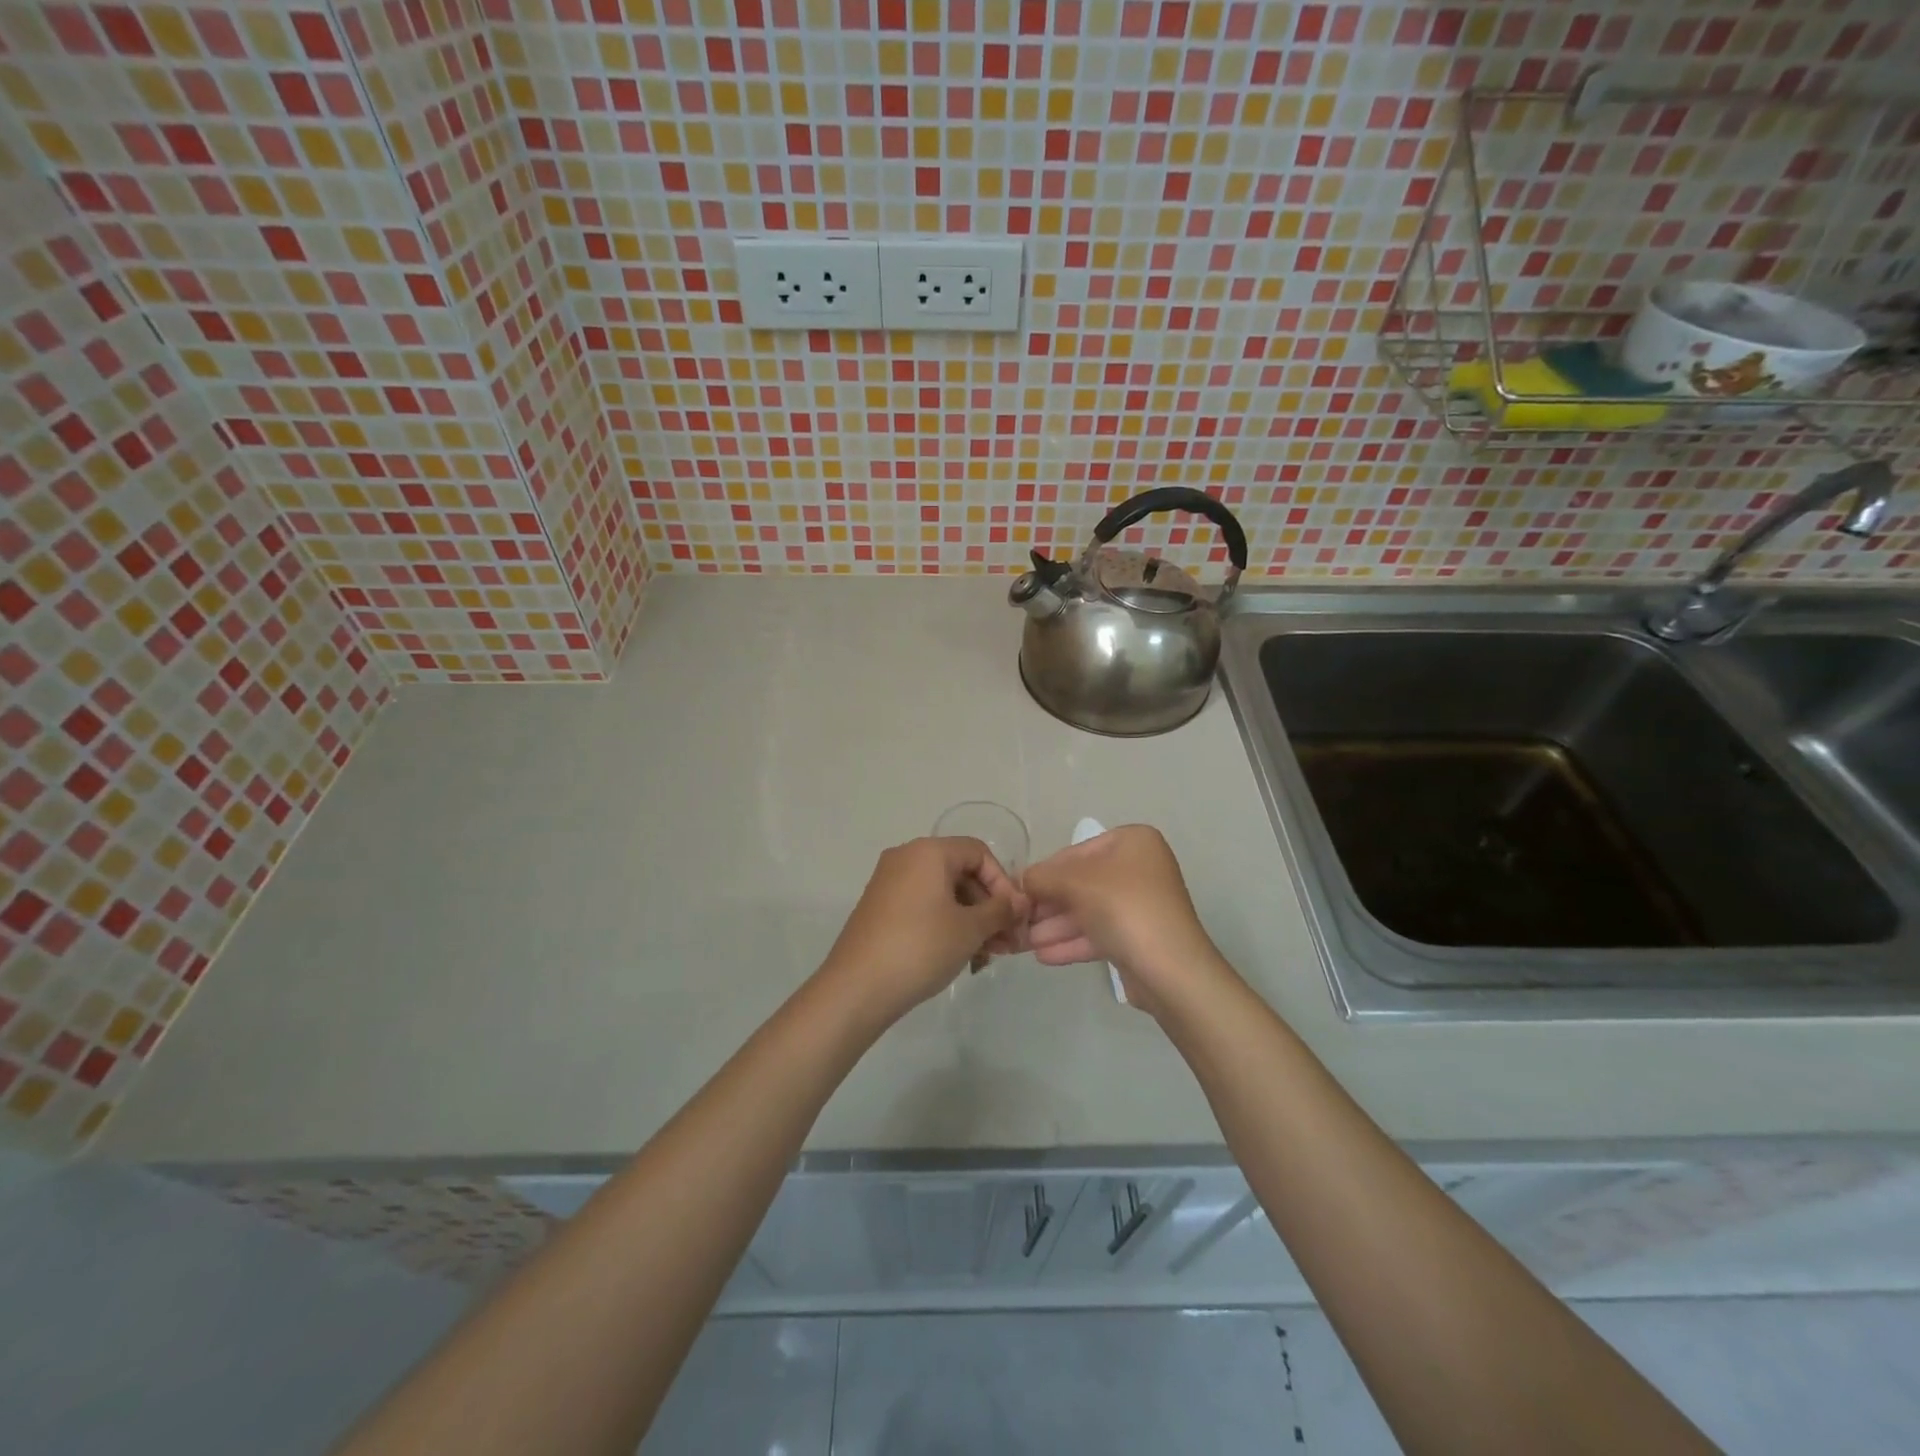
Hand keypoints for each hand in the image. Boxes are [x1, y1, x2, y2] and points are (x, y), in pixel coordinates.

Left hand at [818, 837, 1028, 1024]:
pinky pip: (923, 906)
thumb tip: (1020, 902)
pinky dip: (946, 924)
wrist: (858, 987)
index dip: (1003, 882)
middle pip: (961, 872)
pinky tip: (960, 956)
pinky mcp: (880, 908)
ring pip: (943, 893)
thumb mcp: (970, 929)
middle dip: (988, 907)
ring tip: (987, 956)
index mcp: (928, 851)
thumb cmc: (921, 947)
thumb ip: (1001, 910)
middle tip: (1007, 943)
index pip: (979, 853)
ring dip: (971, 920)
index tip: (1014, 917)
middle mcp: (906, 857)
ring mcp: (889, 883)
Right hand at [1021, 825, 1228, 1015]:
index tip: (1018, 893)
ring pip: (1088, 910)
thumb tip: (1023, 880)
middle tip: (1018, 922)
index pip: (1075, 852)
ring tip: (1024, 943)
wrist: (1171, 970)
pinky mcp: (1139, 937)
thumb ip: (1043, 877)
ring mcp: (1140, 904)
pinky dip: (1073, 941)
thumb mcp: (1075, 883)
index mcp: (1132, 842)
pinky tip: (1044, 956)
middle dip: (1048, 905)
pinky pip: (1099, 932)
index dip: (1044, 873)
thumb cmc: (1123, 909)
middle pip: (1081, 883)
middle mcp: (1139, 867)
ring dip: (1055, 926)